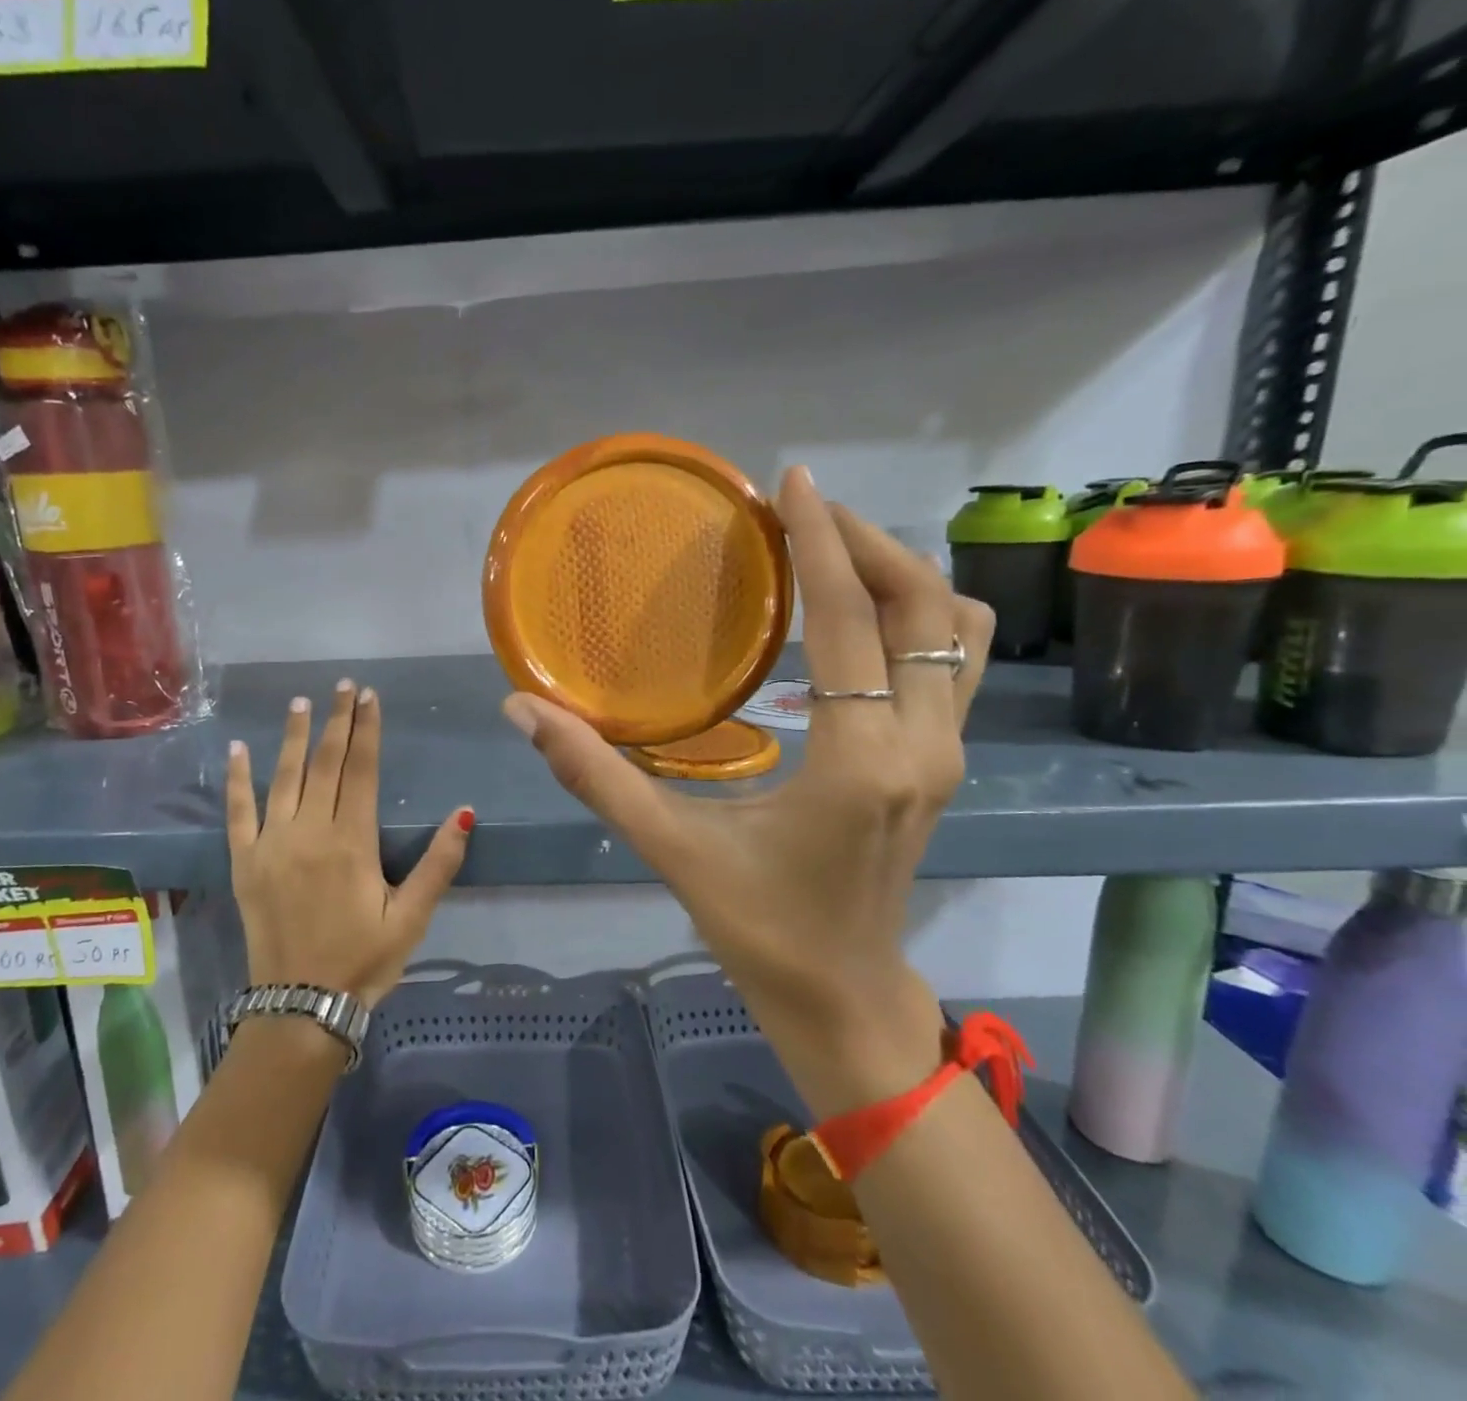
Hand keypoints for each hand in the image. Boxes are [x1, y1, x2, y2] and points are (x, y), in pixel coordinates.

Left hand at [227, 679, 471, 1008]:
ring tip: (301, 702)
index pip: (361, 770)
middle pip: (326, 764)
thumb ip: (438, 864)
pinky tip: (239, 749)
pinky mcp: (245, 862)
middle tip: (343, 685)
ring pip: (284, 777)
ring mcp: (272, 844)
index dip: (367, 729)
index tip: (369, 696)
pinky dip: (238, 779)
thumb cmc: (363, 960)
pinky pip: (238, 812)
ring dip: (294, 737)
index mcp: (351, 841)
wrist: (300, 1007)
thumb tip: (464, 812)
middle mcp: (309, 832)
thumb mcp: (413, 917)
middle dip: (337, 721)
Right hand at [503, 468, 993, 1116]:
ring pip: (955, 632)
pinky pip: (949, 663)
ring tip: (834, 554)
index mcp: (859, 762)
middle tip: (804, 513)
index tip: (794, 481)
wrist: (843, 996)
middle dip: (868, 543)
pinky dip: (914, 619)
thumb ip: (595, 775)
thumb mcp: (672, 849)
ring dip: (902, 578)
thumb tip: (522, 710)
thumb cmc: (760, 928)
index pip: (849, 622)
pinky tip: (856, 620)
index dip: (822, 542)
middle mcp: (922, 745)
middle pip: (925, 608)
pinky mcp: (943, 762)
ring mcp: (945, 753)